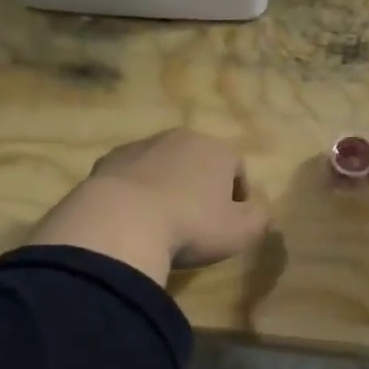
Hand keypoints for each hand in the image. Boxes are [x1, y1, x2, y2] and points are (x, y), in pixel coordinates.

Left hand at [27, 129, 270, 280]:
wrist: (120, 221)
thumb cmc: (191, 225)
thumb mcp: (241, 231)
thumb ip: (259, 216)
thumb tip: (259, 206)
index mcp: (217, 149)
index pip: (237, 168)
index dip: (237, 197)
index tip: (229, 224)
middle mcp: (181, 137)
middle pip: (199, 162)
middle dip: (200, 187)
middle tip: (195, 223)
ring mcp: (141, 146)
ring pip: (163, 166)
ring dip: (166, 186)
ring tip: (160, 222)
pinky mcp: (109, 160)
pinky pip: (131, 176)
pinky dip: (135, 192)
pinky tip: (131, 219)